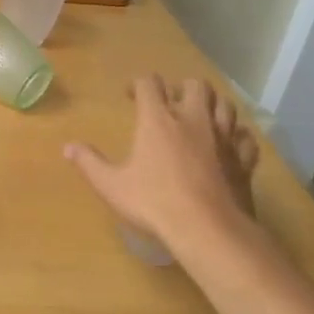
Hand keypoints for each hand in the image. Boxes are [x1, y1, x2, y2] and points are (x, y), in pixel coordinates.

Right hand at [65, 76, 260, 253]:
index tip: (130, 95)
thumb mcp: (111, 185)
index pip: (150, 84)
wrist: (208, 230)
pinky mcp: (243, 159)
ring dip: (212, 105)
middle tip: (170, 103)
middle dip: (181, 88)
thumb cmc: (154, 203)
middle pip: (195, 85)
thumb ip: (89, 163)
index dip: (139, 84)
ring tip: (200, 117)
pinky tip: (229, 144)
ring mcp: (223, 138)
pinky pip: (245, 137)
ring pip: (225, 105)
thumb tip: (68, 147)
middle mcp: (193, 119)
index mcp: (158, 120)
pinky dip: (237, 135)